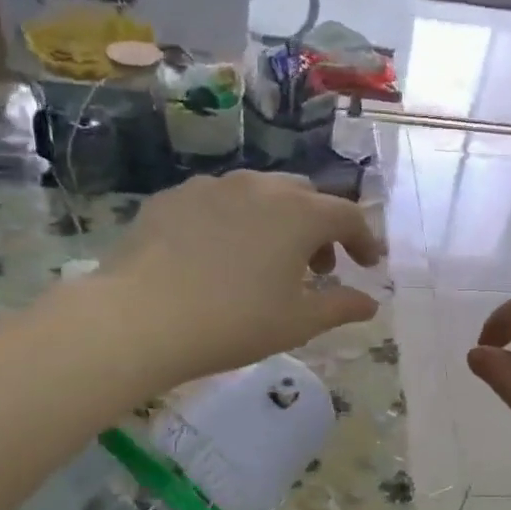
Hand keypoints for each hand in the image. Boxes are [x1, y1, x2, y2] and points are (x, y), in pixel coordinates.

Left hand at [104, 172, 383, 387]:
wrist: (140, 318)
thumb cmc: (234, 322)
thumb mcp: (298, 323)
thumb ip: (341, 307)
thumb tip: (370, 303)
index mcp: (299, 213)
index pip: (348, 215)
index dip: (364, 239)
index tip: (368, 265)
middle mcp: (260, 187)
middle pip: (306, 197)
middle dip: (321, 229)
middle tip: (319, 268)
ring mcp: (212, 187)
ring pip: (261, 194)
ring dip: (279, 222)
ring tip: (269, 261)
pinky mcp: (174, 197)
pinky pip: (220, 202)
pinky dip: (236, 222)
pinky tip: (221, 255)